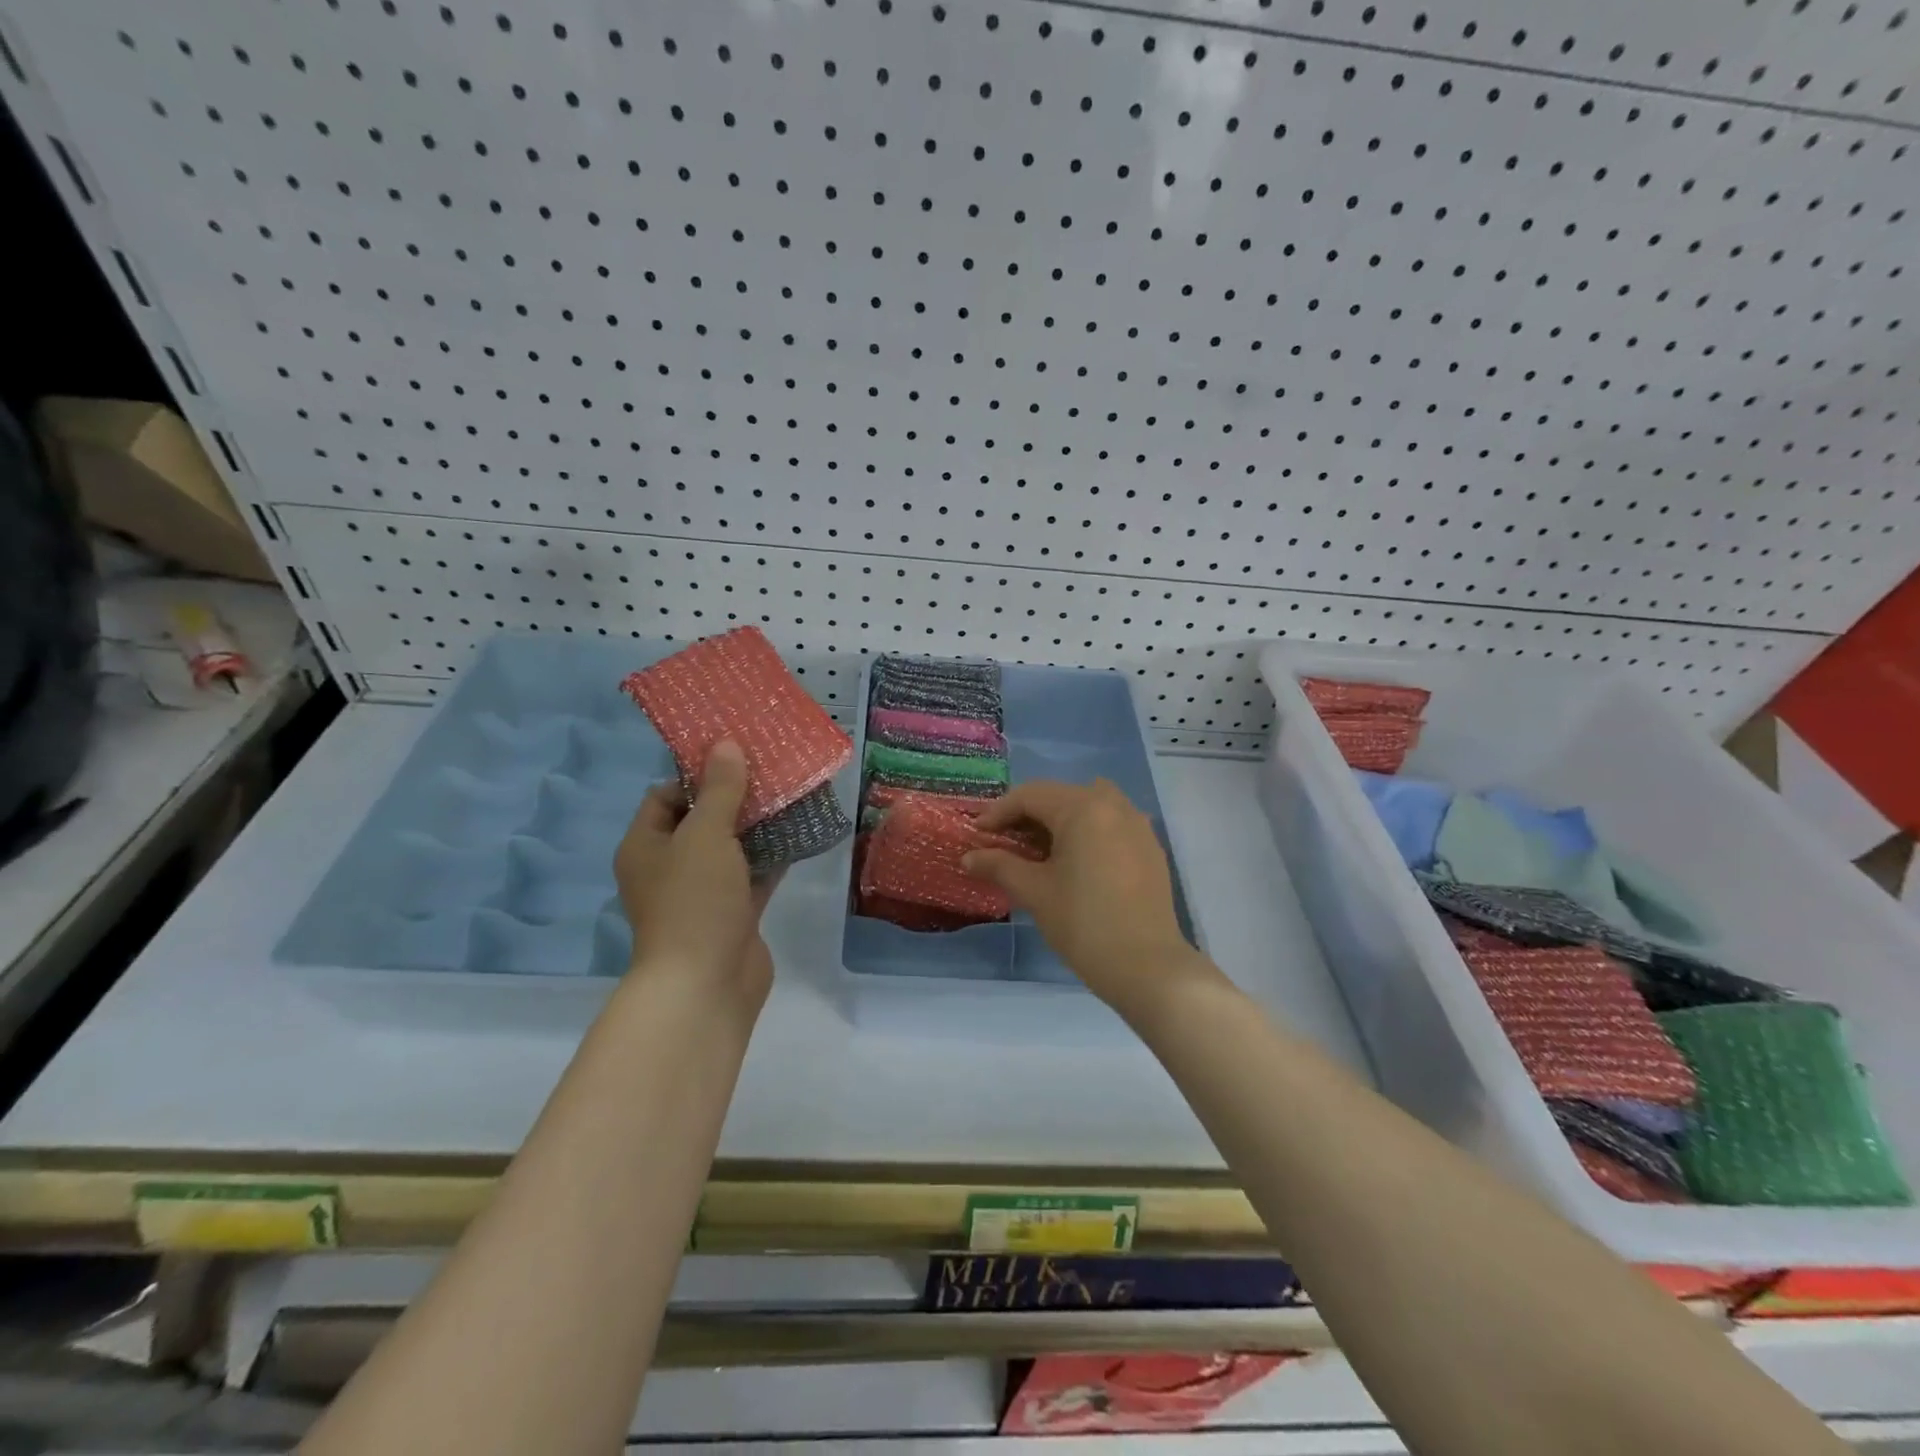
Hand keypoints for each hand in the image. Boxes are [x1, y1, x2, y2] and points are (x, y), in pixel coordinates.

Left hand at [614, 741, 778, 1008]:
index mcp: (646, 846)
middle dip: (735, 797)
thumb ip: (719, 789)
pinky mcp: (734, 914)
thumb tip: (725, 744)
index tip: (735, 756)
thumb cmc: (694, 901)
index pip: (664, 797)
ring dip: (758, 826)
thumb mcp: (705, 834)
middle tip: (771, 770)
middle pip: (701, 820)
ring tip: (792, 793)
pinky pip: (754, 875)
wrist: (706, 985)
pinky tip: (802, 834)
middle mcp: (670, 867)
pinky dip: (773, 857)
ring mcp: (703, 893)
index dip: (696, 775)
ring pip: (731, 848)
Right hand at [962, 780, 1202, 1012]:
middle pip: (1060, 797)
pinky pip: (1111, 825)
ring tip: (1040, 851)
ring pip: (1090, 806)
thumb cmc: (1083, 923)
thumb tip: (968, 857)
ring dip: (1061, 820)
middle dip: (1028, 815)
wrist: (1147, 967)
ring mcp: (1138, 825)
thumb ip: (999, 865)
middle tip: (1005, 842)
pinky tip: (1076, 863)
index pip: (1030, 796)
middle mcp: (1114, 805)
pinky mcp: (1150, 849)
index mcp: (1083, 808)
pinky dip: (1088, 832)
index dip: (998, 813)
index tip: (977, 835)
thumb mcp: (1035, 891)